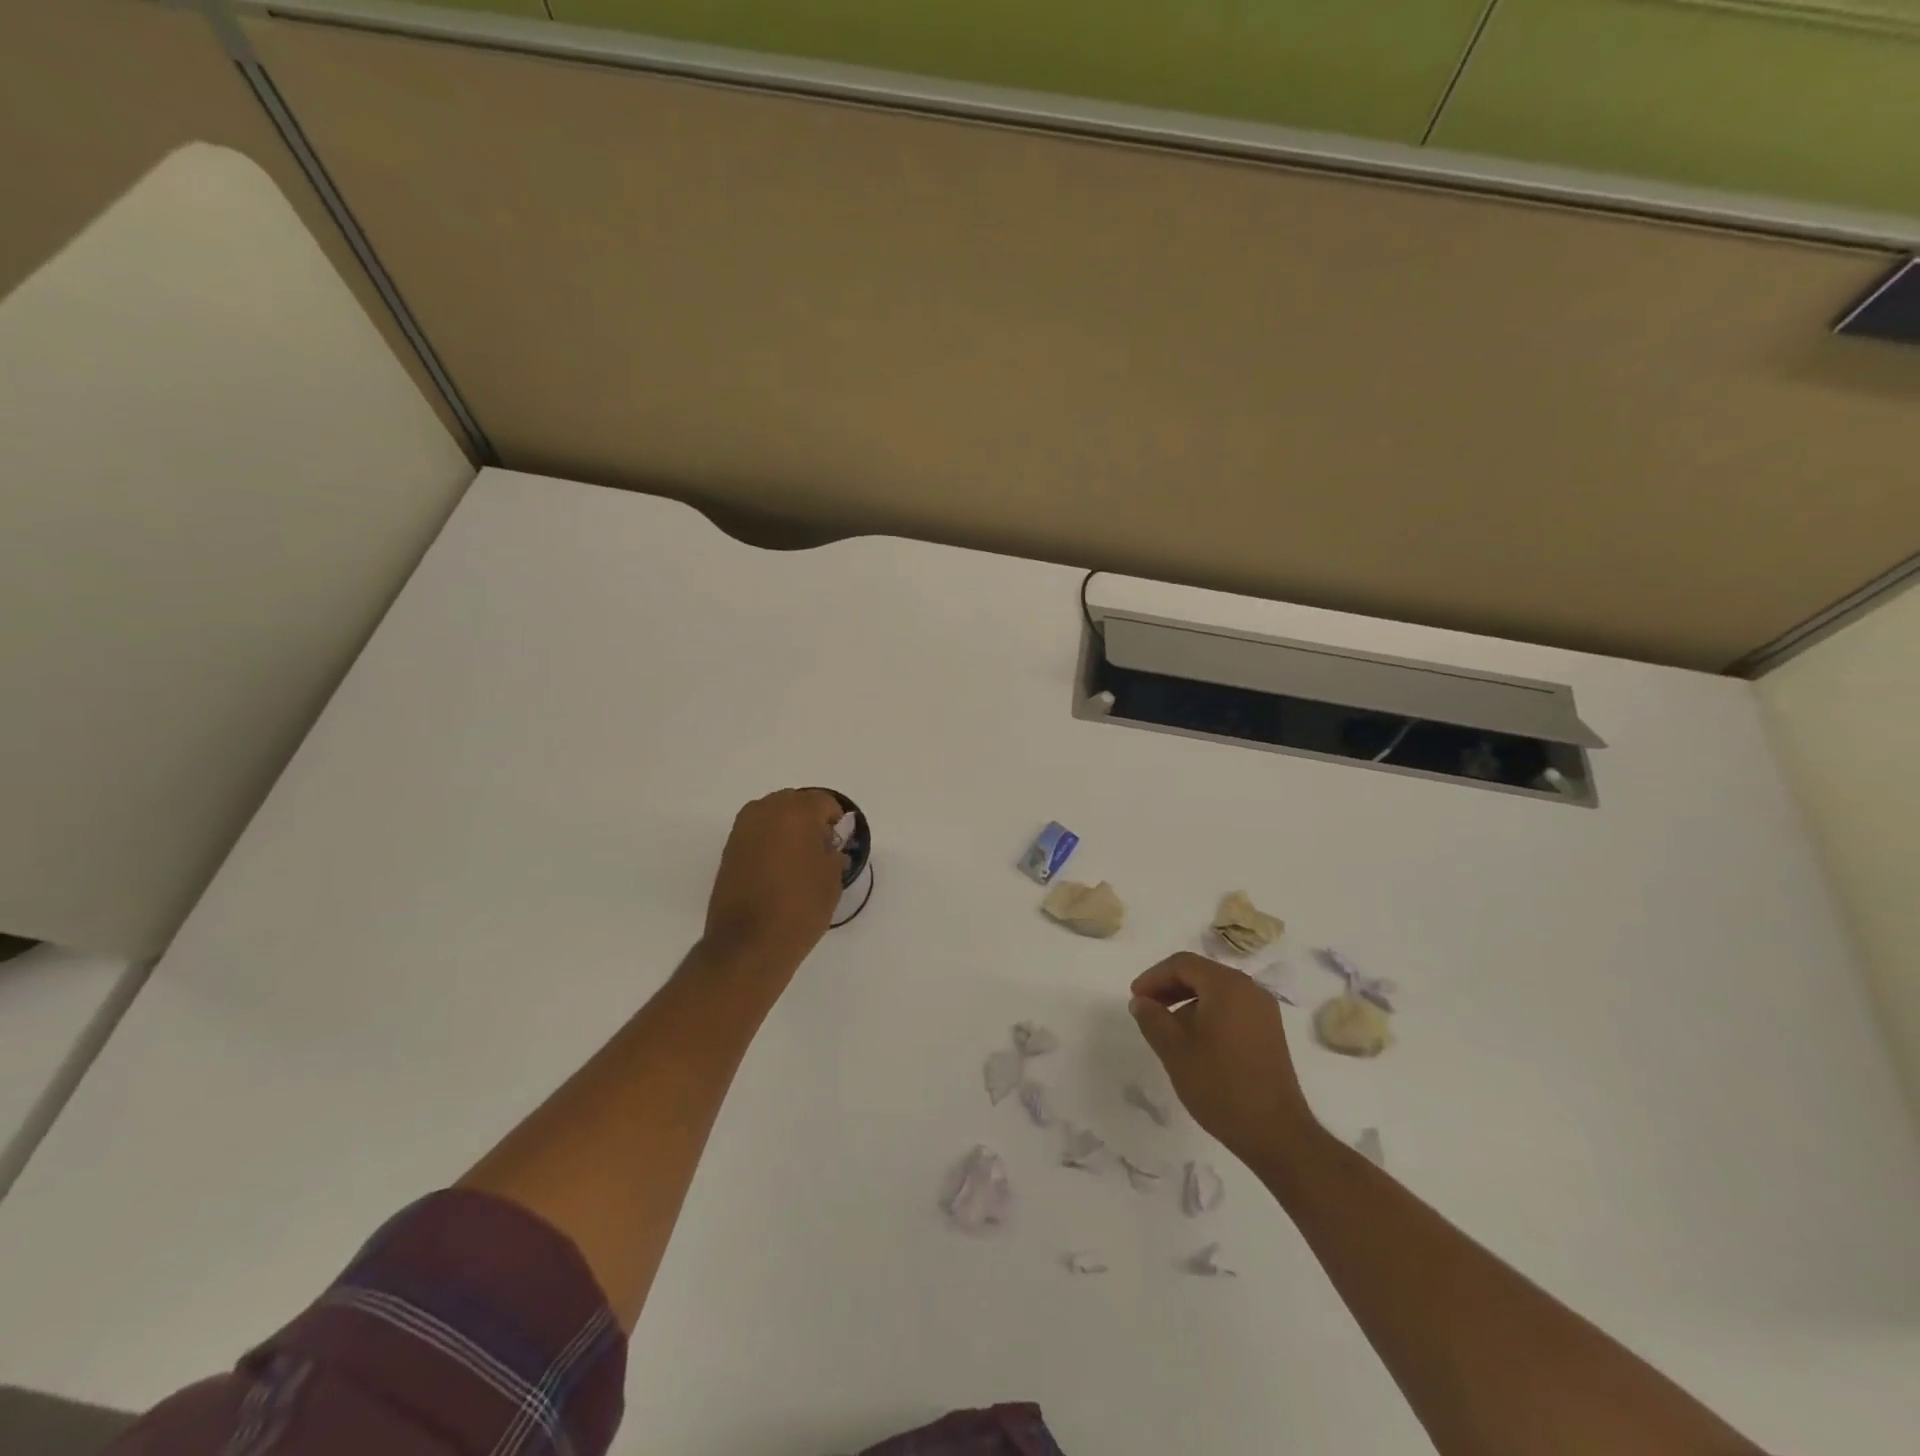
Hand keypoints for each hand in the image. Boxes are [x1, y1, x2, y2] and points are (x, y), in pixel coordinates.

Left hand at [702, 789, 847, 969]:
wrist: (748, 944)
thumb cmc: (800, 907)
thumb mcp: (832, 878)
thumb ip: (833, 850)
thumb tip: (827, 842)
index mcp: (796, 811)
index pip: (825, 802)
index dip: (836, 822)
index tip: (839, 846)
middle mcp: (766, 810)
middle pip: (796, 802)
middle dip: (810, 820)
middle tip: (820, 852)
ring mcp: (743, 829)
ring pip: (774, 815)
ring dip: (788, 829)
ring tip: (797, 862)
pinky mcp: (729, 849)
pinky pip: (757, 833)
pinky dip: (770, 843)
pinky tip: (777, 871)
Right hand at [1129, 953, 1315, 1163]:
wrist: (1276, 1134)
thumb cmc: (1220, 1086)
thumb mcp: (1175, 1051)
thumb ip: (1152, 1018)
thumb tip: (1140, 1001)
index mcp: (1227, 986)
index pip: (1182, 964)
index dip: (1154, 977)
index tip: (1135, 998)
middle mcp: (1249, 989)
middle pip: (1201, 973)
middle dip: (1169, 987)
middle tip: (1146, 1008)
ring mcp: (1263, 1011)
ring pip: (1216, 991)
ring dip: (1187, 1001)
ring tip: (1166, 1028)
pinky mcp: (1269, 1032)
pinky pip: (1231, 1007)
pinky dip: (1207, 1013)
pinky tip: (1194, 1040)